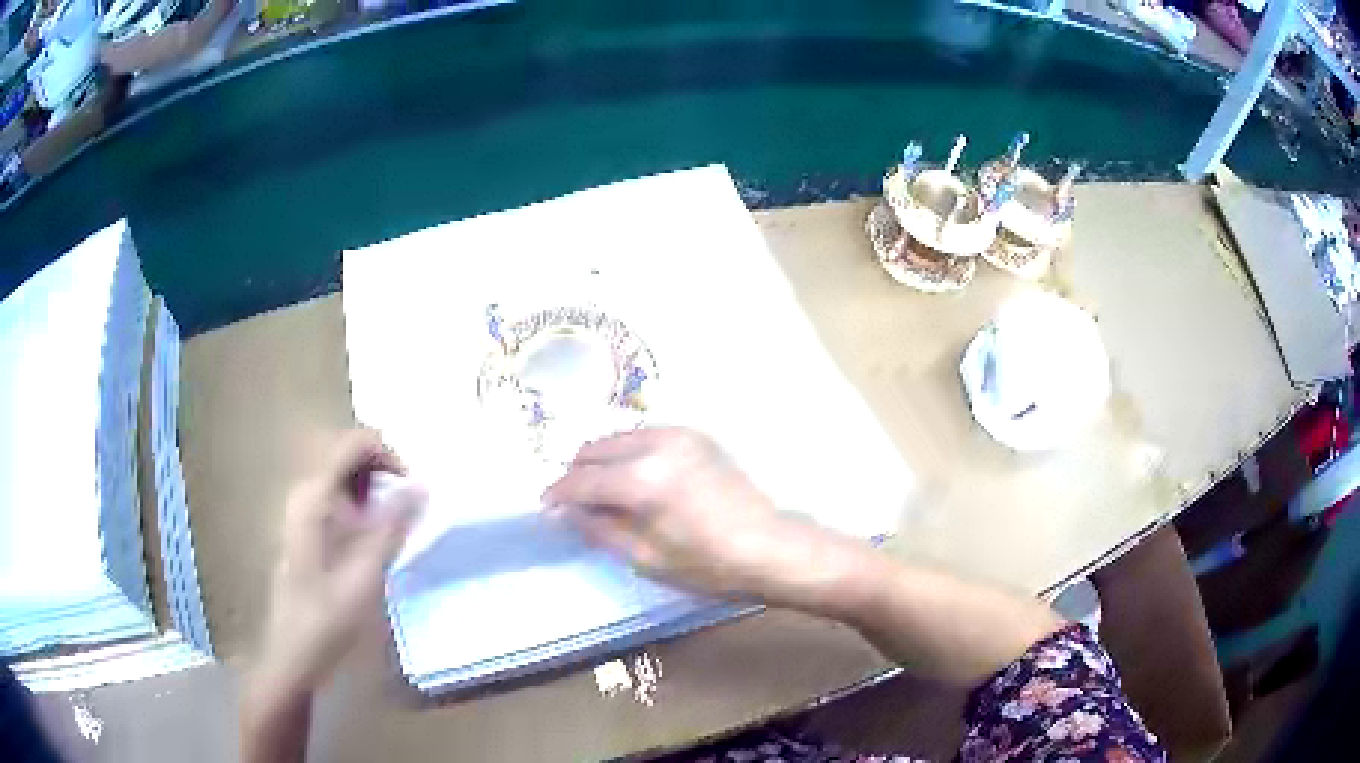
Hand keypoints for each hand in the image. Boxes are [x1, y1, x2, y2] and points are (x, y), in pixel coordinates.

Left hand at [260, 430, 424, 690]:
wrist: (294, 651)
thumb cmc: (329, 617)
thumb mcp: (366, 574)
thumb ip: (392, 526)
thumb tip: (421, 486)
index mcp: (314, 497)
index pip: (352, 443)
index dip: (387, 454)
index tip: (412, 488)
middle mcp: (303, 492)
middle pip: (346, 453)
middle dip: (382, 470)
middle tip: (408, 505)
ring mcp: (300, 508)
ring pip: (341, 475)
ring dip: (372, 487)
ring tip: (395, 521)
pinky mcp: (304, 526)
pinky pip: (336, 495)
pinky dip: (360, 503)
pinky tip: (372, 536)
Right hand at [543, 428, 810, 600]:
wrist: (769, 546)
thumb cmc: (707, 565)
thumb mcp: (644, 557)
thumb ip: (599, 528)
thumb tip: (568, 511)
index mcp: (641, 479)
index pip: (582, 480)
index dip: (558, 494)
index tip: (546, 507)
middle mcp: (656, 444)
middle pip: (595, 448)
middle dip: (577, 473)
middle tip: (573, 502)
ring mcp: (678, 434)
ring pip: (618, 438)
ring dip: (602, 461)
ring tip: (602, 492)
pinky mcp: (696, 436)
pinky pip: (645, 437)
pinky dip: (628, 453)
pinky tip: (634, 480)